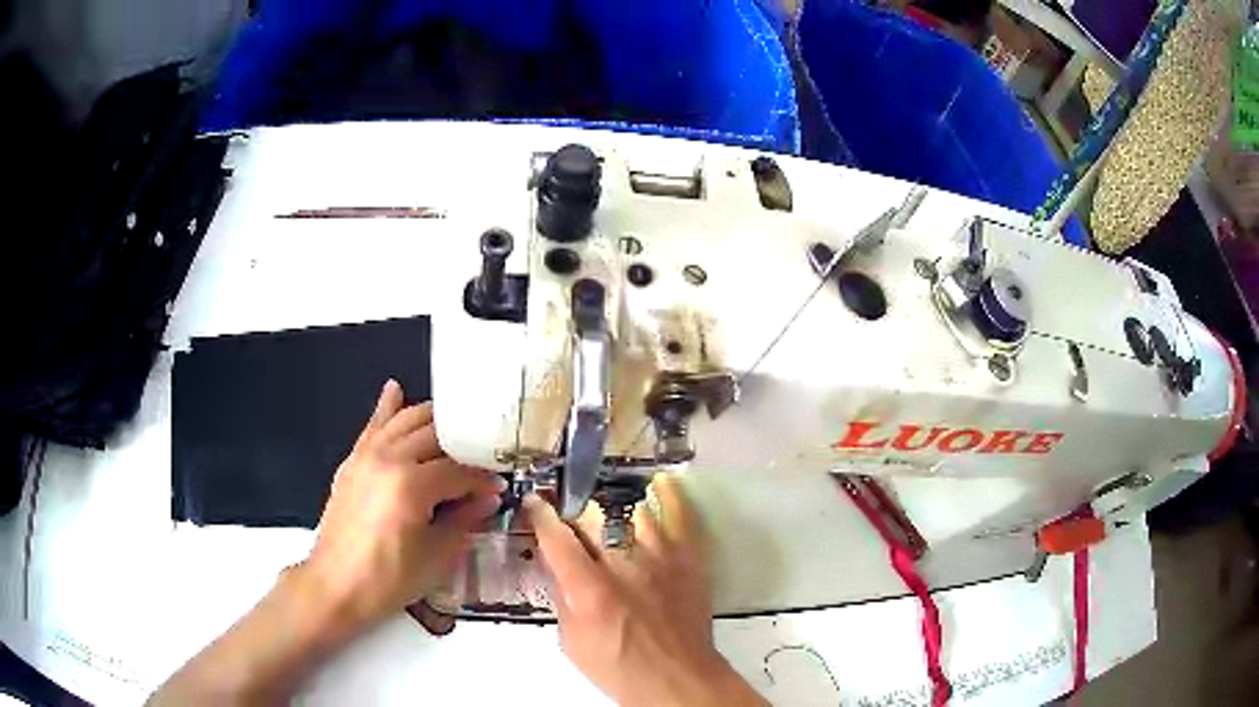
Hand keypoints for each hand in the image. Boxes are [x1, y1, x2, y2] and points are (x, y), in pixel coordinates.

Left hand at [298, 380, 503, 632]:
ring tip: (455, 427)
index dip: (483, 480)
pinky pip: (373, 427)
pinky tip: (395, 390)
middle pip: (436, 435)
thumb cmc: (388, 579)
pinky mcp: (352, 461)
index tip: (498, 489)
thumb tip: (488, 499)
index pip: (459, 470)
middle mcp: (388, 459)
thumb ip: (464, 520)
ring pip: (405, 421)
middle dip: (464, 446)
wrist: (335, 585)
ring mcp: (366, 455)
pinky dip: (387, 408)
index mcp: (411, 485)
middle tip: (481, 460)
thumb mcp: (436, 557)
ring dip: (432, 420)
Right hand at [525, 478, 764, 706]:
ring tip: (604, 504)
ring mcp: (660, 558)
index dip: (541, 515)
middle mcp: (625, 566)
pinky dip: (670, 497)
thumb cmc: (619, 667)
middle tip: (568, 510)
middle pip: (594, 518)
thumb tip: (556, 565)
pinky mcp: (688, 560)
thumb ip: (561, 598)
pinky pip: (680, 517)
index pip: (557, 538)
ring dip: (613, 507)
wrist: (677, 678)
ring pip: (632, 510)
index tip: (534, 502)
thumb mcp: (571, 642)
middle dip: (575, 510)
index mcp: (590, 590)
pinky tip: (659, 485)